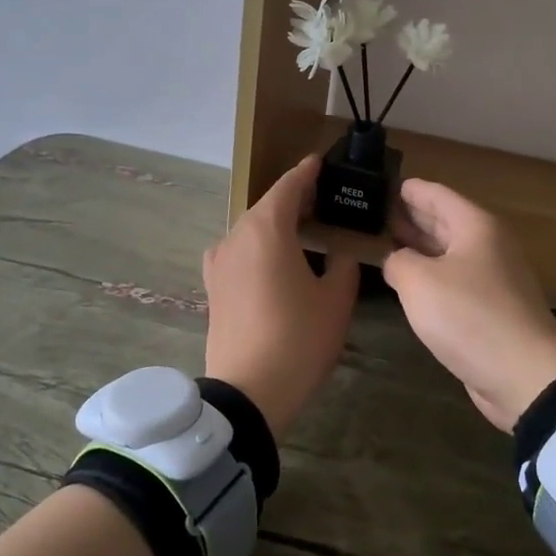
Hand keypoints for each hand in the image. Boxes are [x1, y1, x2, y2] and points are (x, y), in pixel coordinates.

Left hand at [203, 155, 358, 437]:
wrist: (248, 391)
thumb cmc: (298, 339)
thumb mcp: (335, 300)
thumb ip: (341, 264)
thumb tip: (337, 253)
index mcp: (266, 229)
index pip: (288, 186)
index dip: (306, 172)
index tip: (321, 163)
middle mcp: (235, 236)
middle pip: (267, 206)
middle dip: (294, 200)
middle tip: (325, 202)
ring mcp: (219, 262)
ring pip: (251, 229)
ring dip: (277, 225)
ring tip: (306, 232)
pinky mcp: (213, 286)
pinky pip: (240, 252)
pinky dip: (260, 247)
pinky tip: (278, 262)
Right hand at [382, 180, 555, 432]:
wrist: (524, 375)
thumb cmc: (469, 315)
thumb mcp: (419, 282)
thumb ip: (398, 262)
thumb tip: (397, 261)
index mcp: (476, 227)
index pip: (437, 195)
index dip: (410, 189)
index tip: (384, 183)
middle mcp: (487, 245)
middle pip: (445, 221)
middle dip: (412, 216)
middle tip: (377, 211)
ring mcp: (492, 278)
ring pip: (449, 252)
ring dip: (420, 247)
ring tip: (386, 241)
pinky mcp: (490, 309)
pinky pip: (454, 280)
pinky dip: (431, 275)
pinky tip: (409, 282)